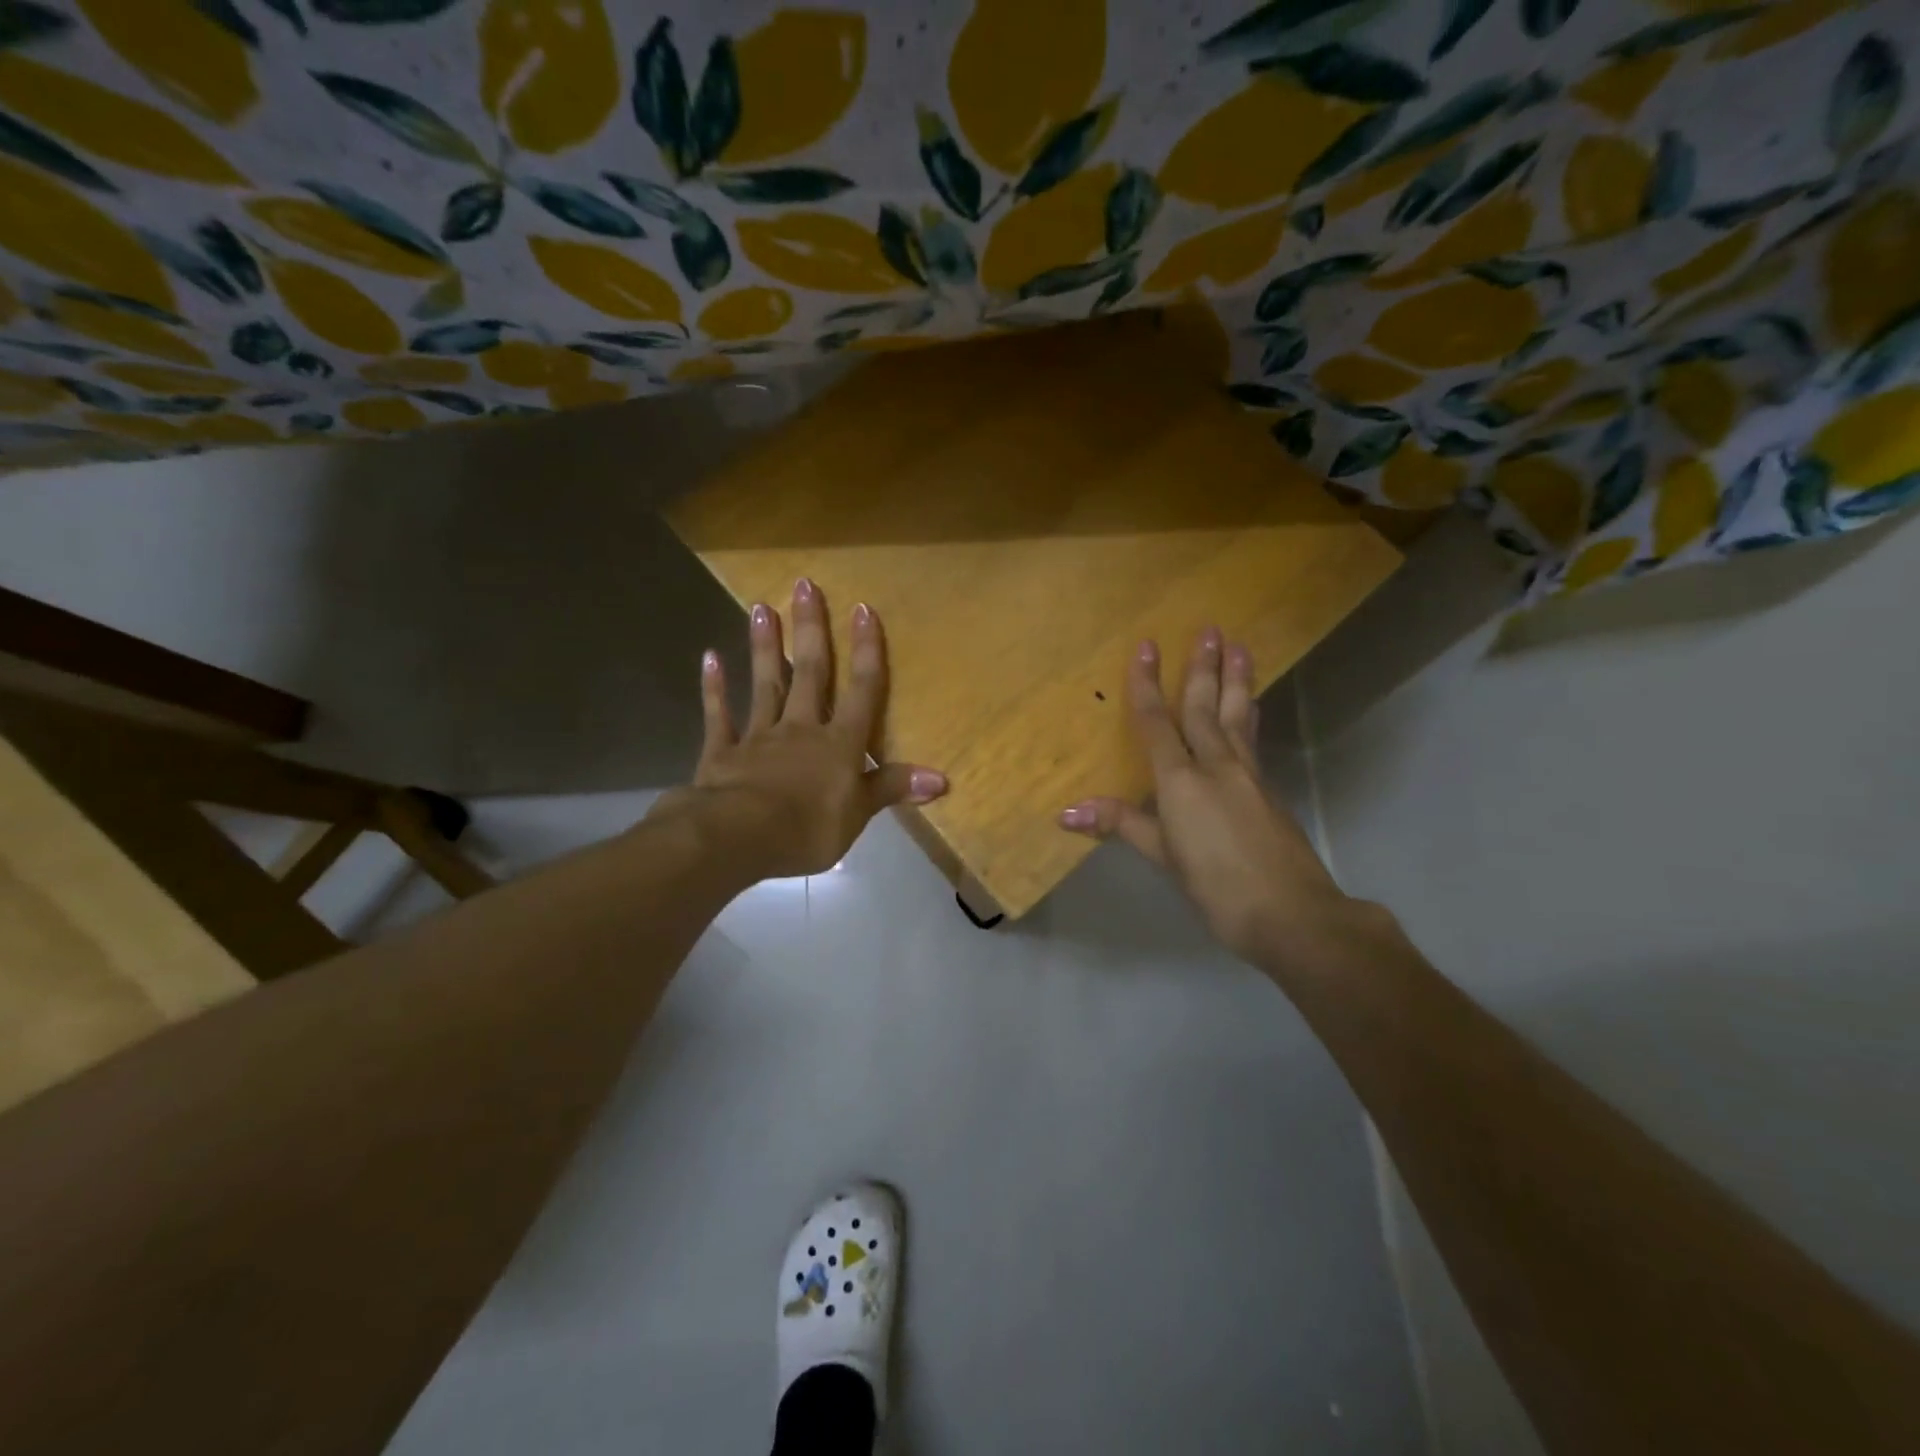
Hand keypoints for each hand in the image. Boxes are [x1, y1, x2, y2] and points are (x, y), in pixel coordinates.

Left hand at [661, 578, 946, 881]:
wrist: (738, 837)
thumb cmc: (807, 828)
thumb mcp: (859, 813)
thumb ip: (892, 787)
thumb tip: (942, 779)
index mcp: (839, 743)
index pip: (861, 690)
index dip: (866, 651)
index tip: (862, 609)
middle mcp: (801, 728)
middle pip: (810, 672)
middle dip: (812, 629)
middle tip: (804, 585)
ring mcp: (759, 736)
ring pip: (766, 684)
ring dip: (766, 647)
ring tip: (762, 607)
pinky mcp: (722, 752)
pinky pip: (718, 716)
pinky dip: (714, 688)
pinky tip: (710, 658)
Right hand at [1059, 630, 1346, 962]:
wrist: (1292, 913)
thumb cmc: (1216, 886)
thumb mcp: (1163, 857)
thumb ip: (1122, 824)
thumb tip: (1065, 811)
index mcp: (1182, 780)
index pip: (1157, 722)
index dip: (1147, 684)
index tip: (1147, 646)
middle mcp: (1216, 766)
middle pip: (1205, 708)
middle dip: (1203, 668)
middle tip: (1210, 629)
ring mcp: (1248, 775)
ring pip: (1238, 717)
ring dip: (1237, 680)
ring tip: (1242, 648)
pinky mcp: (1269, 790)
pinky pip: (1253, 739)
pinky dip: (1248, 715)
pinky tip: (1250, 710)